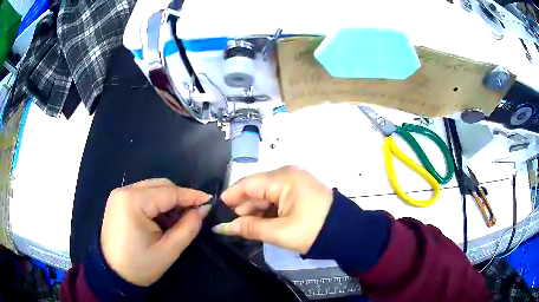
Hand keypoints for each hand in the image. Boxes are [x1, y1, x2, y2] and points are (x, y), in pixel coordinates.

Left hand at [100, 179, 210, 285]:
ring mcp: (119, 195)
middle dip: (179, 198)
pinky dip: (157, 205)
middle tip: (196, 212)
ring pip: (152, 189)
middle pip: (160, 186)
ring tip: (180, 219)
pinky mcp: (118, 202)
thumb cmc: (140, 265)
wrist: (113, 274)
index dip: (191, 196)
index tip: (210, 200)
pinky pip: (143, 196)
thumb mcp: (168, 250)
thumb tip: (203, 210)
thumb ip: (188, 227)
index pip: (168, 192)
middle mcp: (124, 191)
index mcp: (133, 201)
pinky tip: (164, 219)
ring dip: (169, 201)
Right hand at [214, 166, 332, 253]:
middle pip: (255, 189)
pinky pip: (276, 198)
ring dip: (254, 211)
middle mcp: (287, 174)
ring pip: (264, 194)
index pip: (247, 184)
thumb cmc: (313, 231)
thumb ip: (250, 228)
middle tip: (231, 227)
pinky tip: (261, 223)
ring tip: (246, 228)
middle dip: (242, 208)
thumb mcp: (280, 232)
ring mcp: (294, 181)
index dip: (230, 198)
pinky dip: (267, 210)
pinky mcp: (298, 190)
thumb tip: (223, 227)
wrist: (346, 233)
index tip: (216, 213)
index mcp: (283, 178)